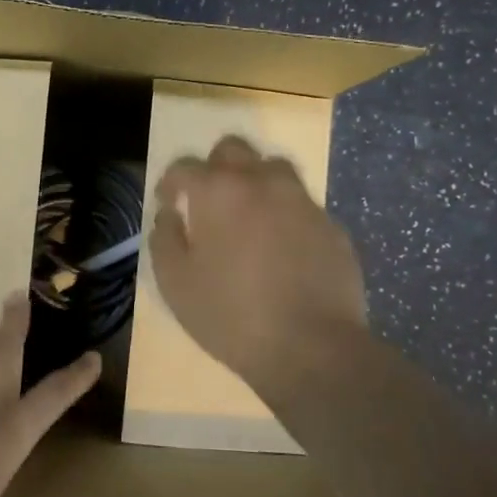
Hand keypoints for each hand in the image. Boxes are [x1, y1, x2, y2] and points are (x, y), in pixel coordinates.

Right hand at [148, 135, 368, 389]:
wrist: (311, 347)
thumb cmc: (230, 315)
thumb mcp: (175, 284)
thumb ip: (164, 239)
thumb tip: (170, 215)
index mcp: (218, 191)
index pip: (185, 166)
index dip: (171, 182)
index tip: (168, 202)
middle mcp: (261, 182)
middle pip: (233, 149)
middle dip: (214, 167)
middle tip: (208, 200)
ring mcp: (302, 201)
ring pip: (274, 169)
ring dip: (255, 182)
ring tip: (248, 216)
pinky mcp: (332, 225)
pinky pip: (302, 205)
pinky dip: (286, 215)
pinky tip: (283, 248)